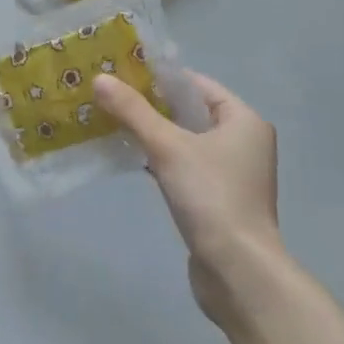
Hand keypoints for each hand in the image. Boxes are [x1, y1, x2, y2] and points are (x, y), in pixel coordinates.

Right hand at [94, 71, 289, 325]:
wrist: (237, 269)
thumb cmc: (211, 197)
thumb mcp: (168, 147)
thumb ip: (134, 112)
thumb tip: (99, 79)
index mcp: (244, 121)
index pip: (198, 85)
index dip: (161, 78)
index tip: (123, 74)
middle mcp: (244, 142)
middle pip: (191, 112)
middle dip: (152, 105)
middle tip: (111, 97)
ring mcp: (232, 174)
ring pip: (186, 141)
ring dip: (154, 134)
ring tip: (113, 123)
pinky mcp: (218, 199)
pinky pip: (185, 167)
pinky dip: (161, 160)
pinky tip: (132, 159)